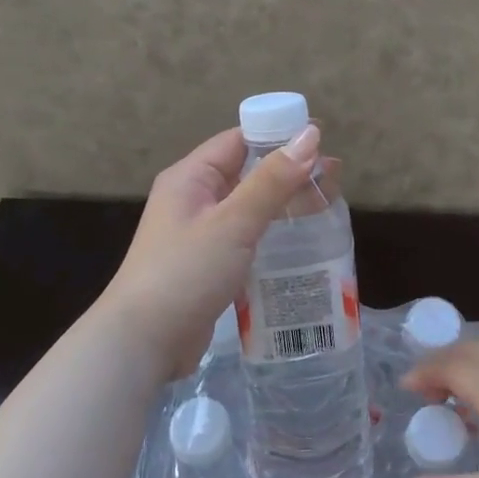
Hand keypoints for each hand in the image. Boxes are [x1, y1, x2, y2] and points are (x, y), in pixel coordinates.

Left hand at [100, 124, 320, 375]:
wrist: (143, 342)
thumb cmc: (186, 272)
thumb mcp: (233, 222)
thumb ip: (272, 180)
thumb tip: (310, 135)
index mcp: (191, 177)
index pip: (239, 140)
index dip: (279, 134)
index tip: (322, 138)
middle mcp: (194, 199)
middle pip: (248, 172)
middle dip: (290, 170)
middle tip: (335, 176)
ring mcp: (200, 233)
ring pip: (250, 205)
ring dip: (285, 201)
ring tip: (328, 203)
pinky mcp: (209, 264)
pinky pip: (247, 235)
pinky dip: (273, 231)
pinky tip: (302, 239)